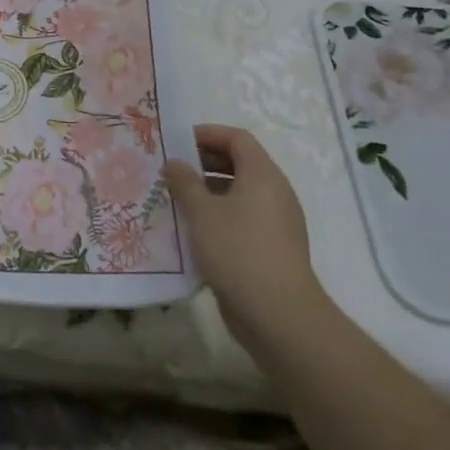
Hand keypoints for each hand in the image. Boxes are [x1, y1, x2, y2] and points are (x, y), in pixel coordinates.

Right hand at [163, 124, 322, 337]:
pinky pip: (241, 219)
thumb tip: (174, 162)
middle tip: (171, 169)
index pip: (237, 139)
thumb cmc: (238, 250)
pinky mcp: (270, 249)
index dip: (207, 134)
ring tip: (175, 198)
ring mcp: (276, 223)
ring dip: (207, 191)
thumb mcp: (201, 212)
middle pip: (239, 164)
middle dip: (203, 162)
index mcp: (263, 175)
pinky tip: (192, 230)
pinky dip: (217, 216)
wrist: (278, 315)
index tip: (176, 141)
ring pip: (238, 194)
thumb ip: (184, 182)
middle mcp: (274, 193)